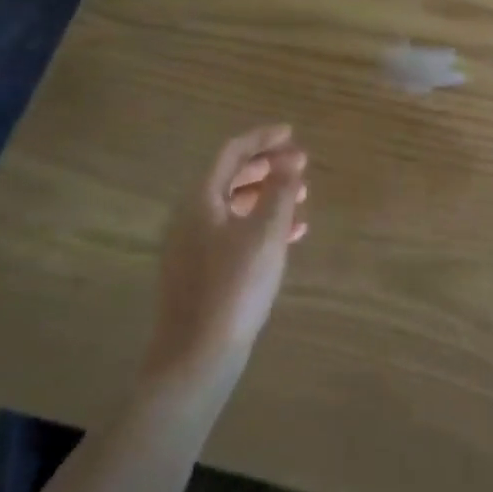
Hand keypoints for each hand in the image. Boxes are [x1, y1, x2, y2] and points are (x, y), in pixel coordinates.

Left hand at [142, 124, 308, 387]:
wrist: (196, 358)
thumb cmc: (233, 287)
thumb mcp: (265, 233)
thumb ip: (280, 190)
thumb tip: (292, 158)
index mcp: (199, 201)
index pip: (231, 153)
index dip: (262, 139)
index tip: (292, 133)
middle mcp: (190, 217)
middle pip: (230, 177)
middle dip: (267, 167)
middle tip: (300, 164)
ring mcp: (193, 247)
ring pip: (234, 206)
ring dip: (267, 195)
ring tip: (302, 197)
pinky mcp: (202, 272)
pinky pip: (234, 232)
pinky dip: (261, 224)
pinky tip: (291, 234)